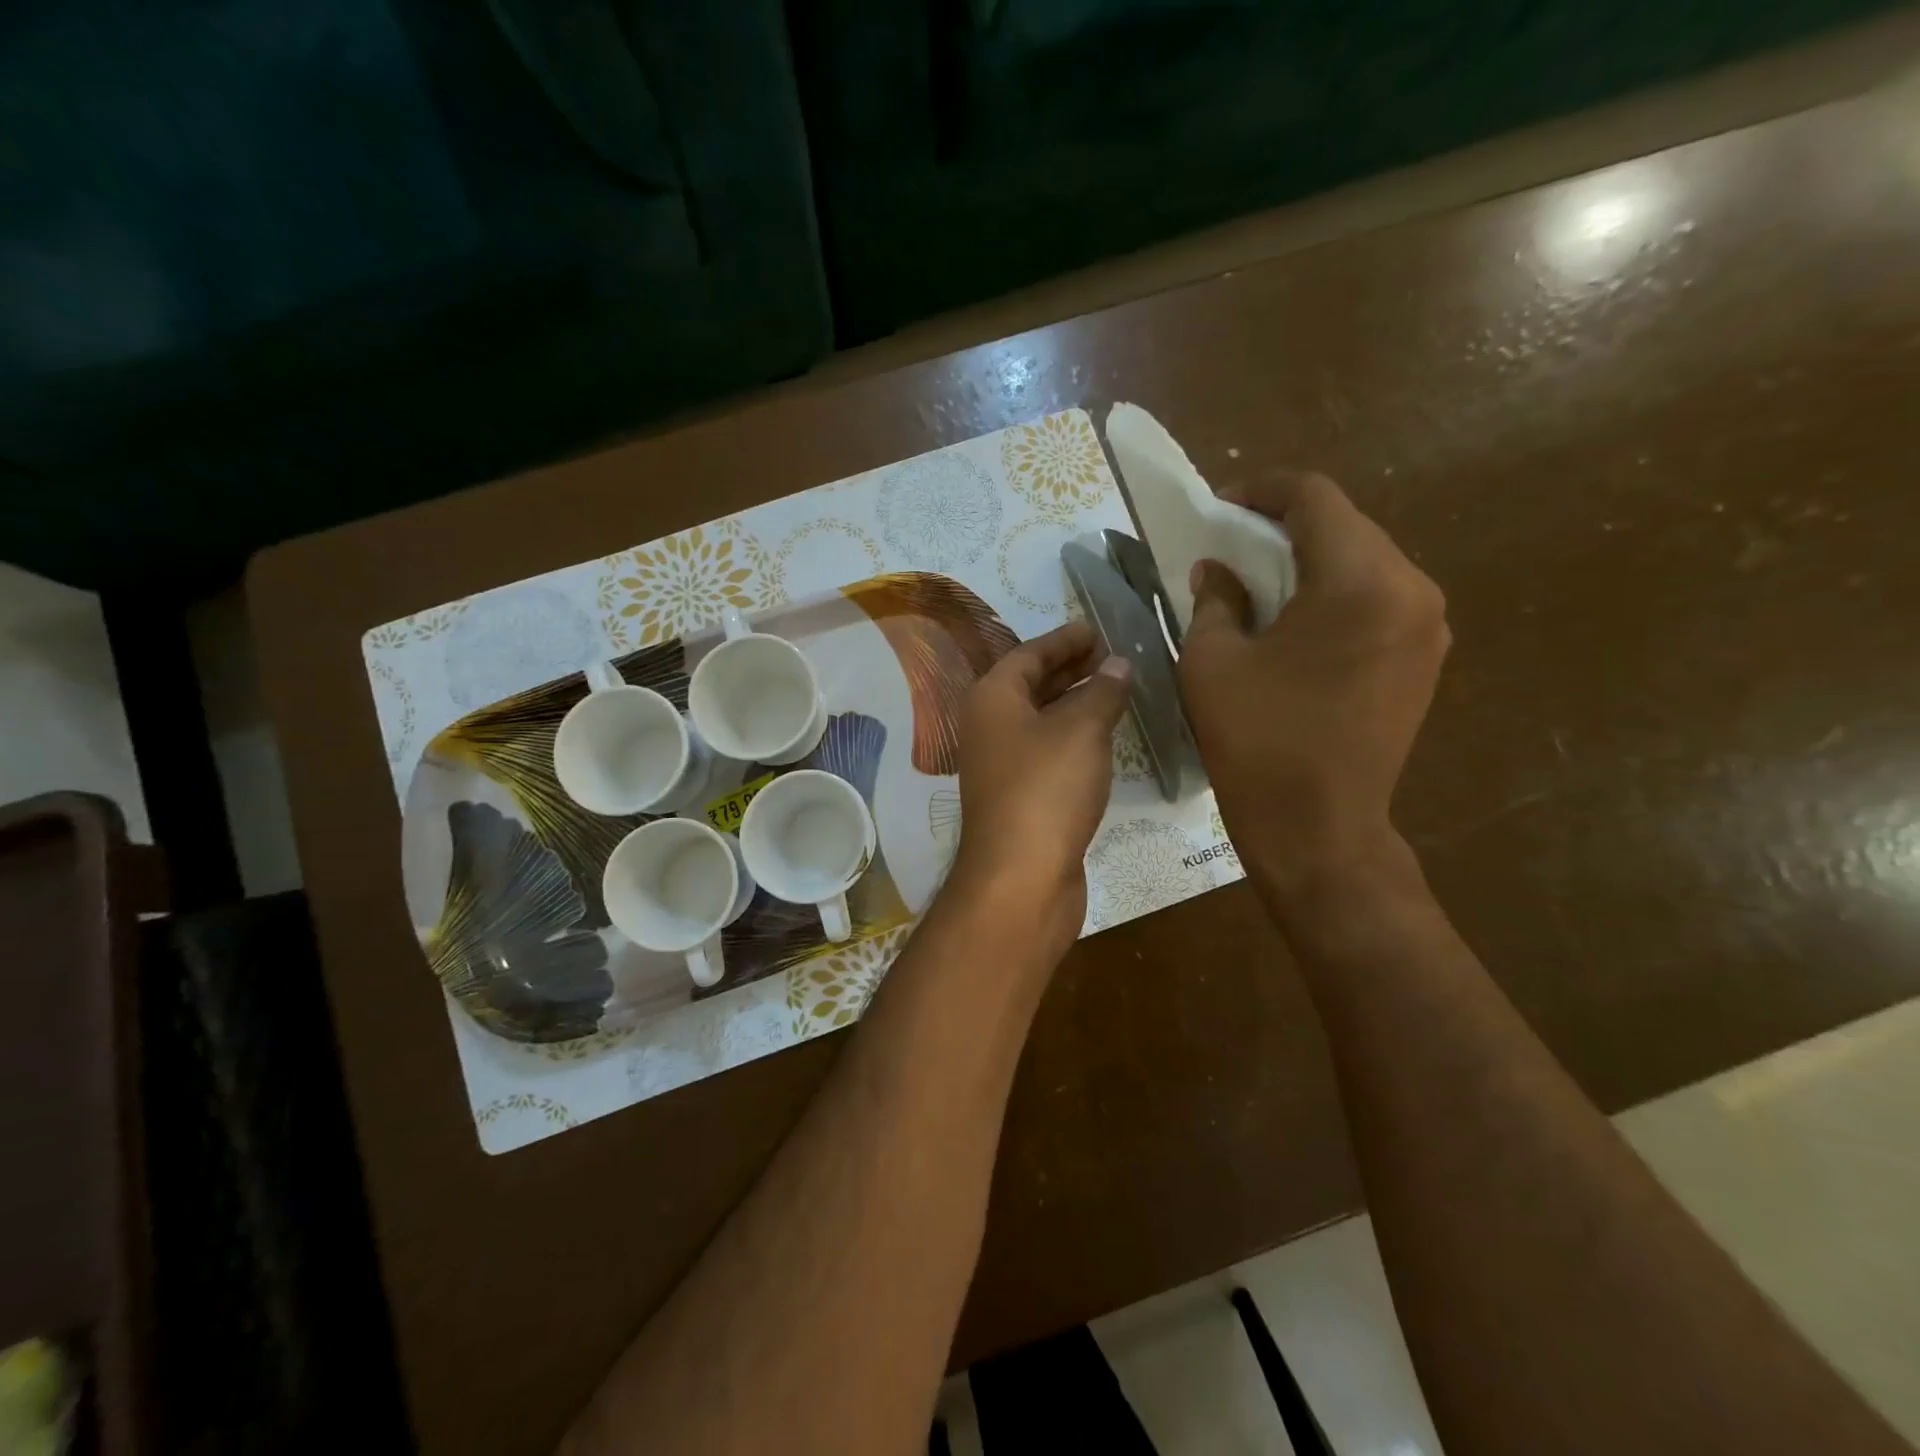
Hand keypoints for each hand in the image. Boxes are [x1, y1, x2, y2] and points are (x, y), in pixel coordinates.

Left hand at [951, 622, 1131, 954]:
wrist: (1021, 876)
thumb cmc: (1047, 788)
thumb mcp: (1081, 729)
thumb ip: (1102, 691)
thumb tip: (1118, 663)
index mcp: (992, 698)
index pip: (1028, 653)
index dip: (1064, 639)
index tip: (1097, 629)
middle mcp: (989, 727)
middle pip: (1030, 685)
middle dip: (1070, 668)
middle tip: (1111, 655)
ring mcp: (1001, 765)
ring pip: (1040, 720)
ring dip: (1074, 702)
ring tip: (1115, 688)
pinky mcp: (1020, 797)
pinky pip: (1048, 750)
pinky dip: (1073, 736)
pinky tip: (1103, 738)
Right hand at [1179, 470, 1448, 910]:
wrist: (1319, 829)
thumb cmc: (1257, 742)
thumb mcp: (1213, 662)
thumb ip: (1215, 600)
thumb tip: (1217, 570)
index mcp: (1359, 581)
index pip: (1314, 499)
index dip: (1261, 492)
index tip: (1219, 509)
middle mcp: (1411, 589)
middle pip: (1346, 526)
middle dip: (1285, 527)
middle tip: (1231, 549)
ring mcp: (1428, 627)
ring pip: (1365, 562)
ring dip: (1312, 561)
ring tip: (1260, 585)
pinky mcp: (1426, 660)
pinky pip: (1379, 601)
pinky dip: (1336, 595)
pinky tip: (1297, 624)